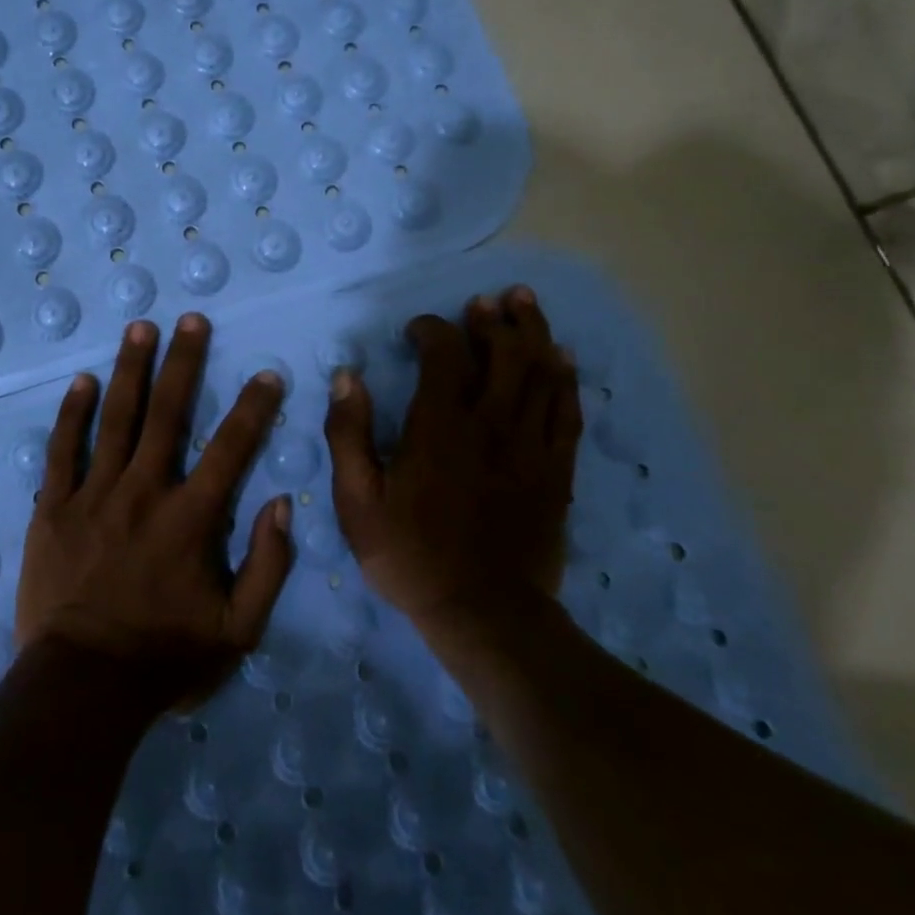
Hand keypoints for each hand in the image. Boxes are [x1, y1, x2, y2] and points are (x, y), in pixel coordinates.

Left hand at [16, 313, 295, 711]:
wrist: (81, 689)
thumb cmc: (164, 660)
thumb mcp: (238, 631)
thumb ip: (267, 566)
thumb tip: (283, 503)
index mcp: (190, 519)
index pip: (231, 449)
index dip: (253, 408)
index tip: (267, 374)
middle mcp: (143, 492)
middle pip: (168, 414)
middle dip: (184, 362)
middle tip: (192, 319)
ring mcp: (93, 495)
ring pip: (116, 419)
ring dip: (131, 369)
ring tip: (141, 327)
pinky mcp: (53, 508)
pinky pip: (62, 450)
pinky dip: (73, 413)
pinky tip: (82, 381)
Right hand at [324, 285, 580, 631]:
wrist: (484, 614)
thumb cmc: (410, 555)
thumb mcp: (357, 500)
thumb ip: (348, 433)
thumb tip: (347, 376)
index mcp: (440, 426)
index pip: (445, 353)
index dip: (432, 329)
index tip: (417, 331)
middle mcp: (490, 423)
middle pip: (503, 351)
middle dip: (494, 318)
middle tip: (486, 301)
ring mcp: (529, 445)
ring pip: (540, 372)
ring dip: (533, 332)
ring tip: (524, 303)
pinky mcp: (556, 470)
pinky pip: (567, 411)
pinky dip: (565, 379)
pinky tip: (563, 358)